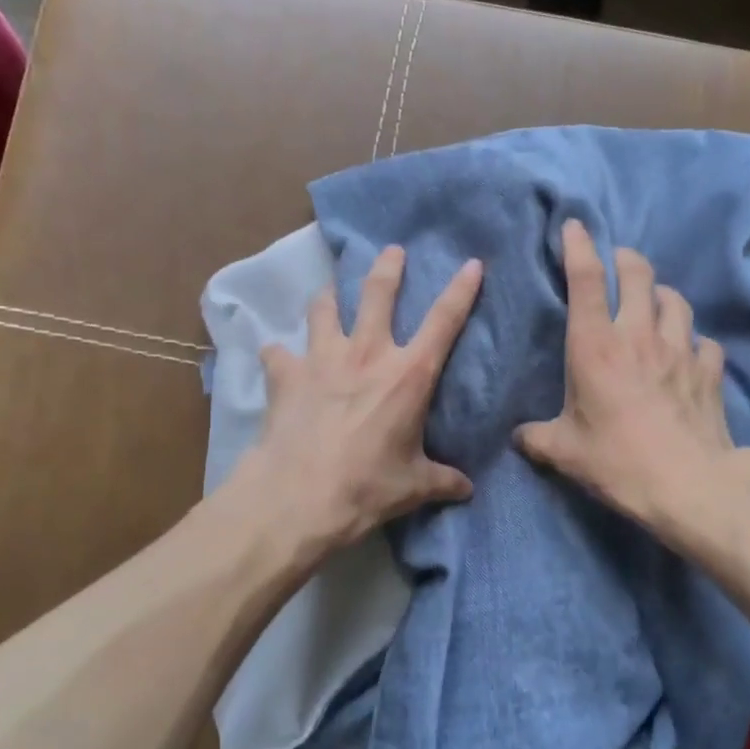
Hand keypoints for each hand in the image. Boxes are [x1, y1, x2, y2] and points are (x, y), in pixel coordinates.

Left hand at [237, 245, 482, 559]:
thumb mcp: (413, 486)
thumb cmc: (366, 488)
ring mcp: (322, 359)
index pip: (445, 321)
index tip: (472, 263)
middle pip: (378, 293)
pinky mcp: (286, 374)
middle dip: (387, 267)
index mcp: (408, 375)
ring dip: (328, 297)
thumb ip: (442, 480)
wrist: (297, 497)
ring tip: (328, 292)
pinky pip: (278, 352)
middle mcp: (367, 354)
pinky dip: (279, 353)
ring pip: (324, 308)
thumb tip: (467, 489)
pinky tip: (277, 357)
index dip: (461, 289)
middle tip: (391, 251)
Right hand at [516, 219, 737, 531]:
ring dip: (662, 295)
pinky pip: (705, 342)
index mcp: (595, 346)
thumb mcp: (564, 452)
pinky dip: (696, 341)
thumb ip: (537, 438)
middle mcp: (639, 335)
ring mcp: (680, 350)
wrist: (689, 484)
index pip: (586, 280)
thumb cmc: (617, 461)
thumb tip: (519, 437)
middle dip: (627, 259)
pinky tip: (690, 353)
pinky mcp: (709, 371)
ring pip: (676, 301)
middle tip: (619, 262)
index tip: (575, 226)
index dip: (579, 246)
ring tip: (655, 302)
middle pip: (638, 274)